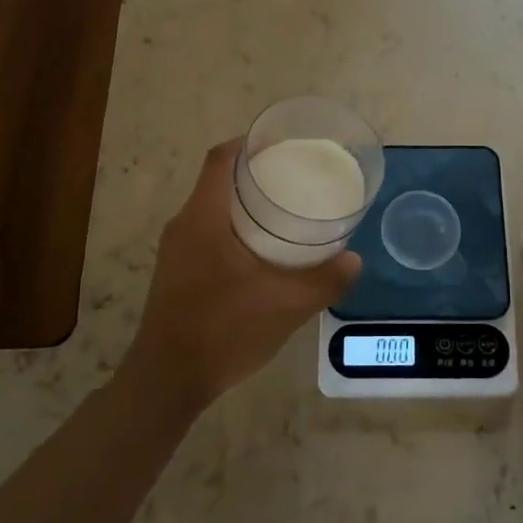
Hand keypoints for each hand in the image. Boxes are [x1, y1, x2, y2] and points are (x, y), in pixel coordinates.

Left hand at [124, 140, 361, 411]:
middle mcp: (184, 225)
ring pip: (212, 208)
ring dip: (245, 202)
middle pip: (218, 180)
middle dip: (255, 172)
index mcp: (203, 217)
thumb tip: (354, 260)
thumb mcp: (285, 305)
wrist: (167, 381)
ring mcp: (176, 250)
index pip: (220, 159)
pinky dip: (235, 227)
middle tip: (295, 176)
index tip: (281, 142)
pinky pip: (207, 231)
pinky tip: (262, 250)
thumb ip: (324, 280)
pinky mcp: (177, 272)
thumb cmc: (223, 330)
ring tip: (285, 209)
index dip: (248, 142)